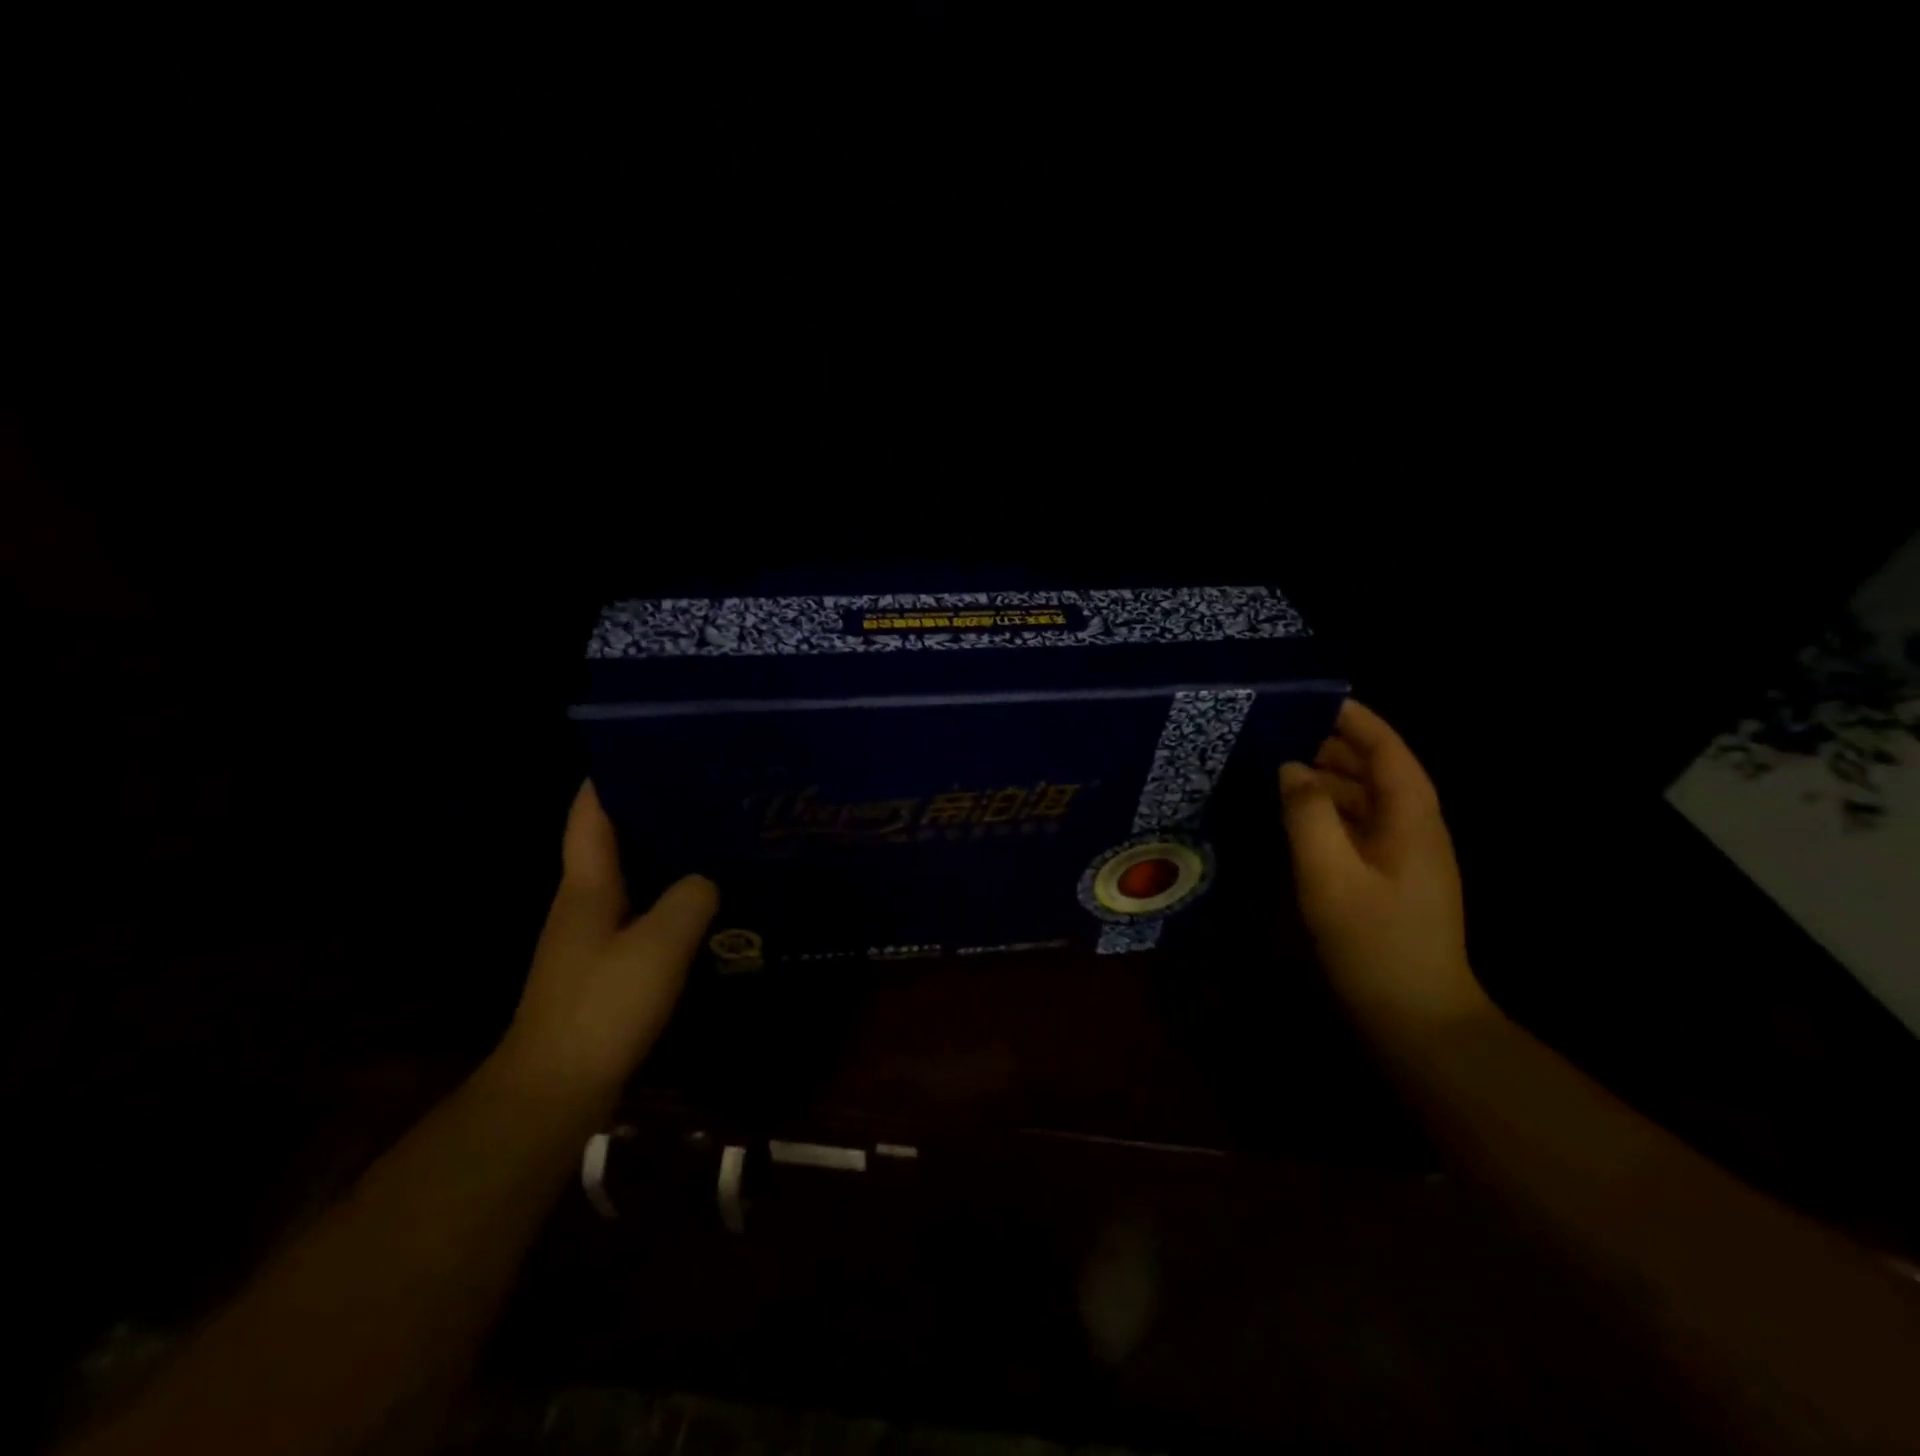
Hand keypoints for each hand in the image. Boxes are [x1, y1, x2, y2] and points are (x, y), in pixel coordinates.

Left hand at [500, 781, 716, 1097]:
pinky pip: (641, 912)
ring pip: (631, 875)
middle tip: (707, 790)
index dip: (612, 774)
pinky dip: (668, 897)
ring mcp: (591, 934)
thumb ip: (690, 900)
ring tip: (714, 837)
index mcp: (587, 884)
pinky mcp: (604, 965)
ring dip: (665, 854)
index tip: (652, 746)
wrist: (556, 1089)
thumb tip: (706, 881)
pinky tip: (703, 902)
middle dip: (653, 810)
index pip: (591, 812)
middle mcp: (583, 900)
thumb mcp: (659, 945)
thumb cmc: (602, 1006)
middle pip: (614, 838)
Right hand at [1278, 700, 1487, 1028]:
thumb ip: (1308, 814)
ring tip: (1274, 767)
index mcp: (1412, 817)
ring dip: (1325, 780)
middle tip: (1277, 731)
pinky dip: (1326, 813)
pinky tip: (1292, 817)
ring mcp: (1404, 855)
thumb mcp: (1330, 875)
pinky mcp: (1388, 878)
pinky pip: (1357, 828)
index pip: (1388, 750)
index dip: (1355, 720)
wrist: (1417, 1018)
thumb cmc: (1375, 942)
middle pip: (1376, 770)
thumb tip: (1291, 768)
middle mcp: (1414, 828)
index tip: (1313, 698)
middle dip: (1332, 746)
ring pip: (1364, 800)